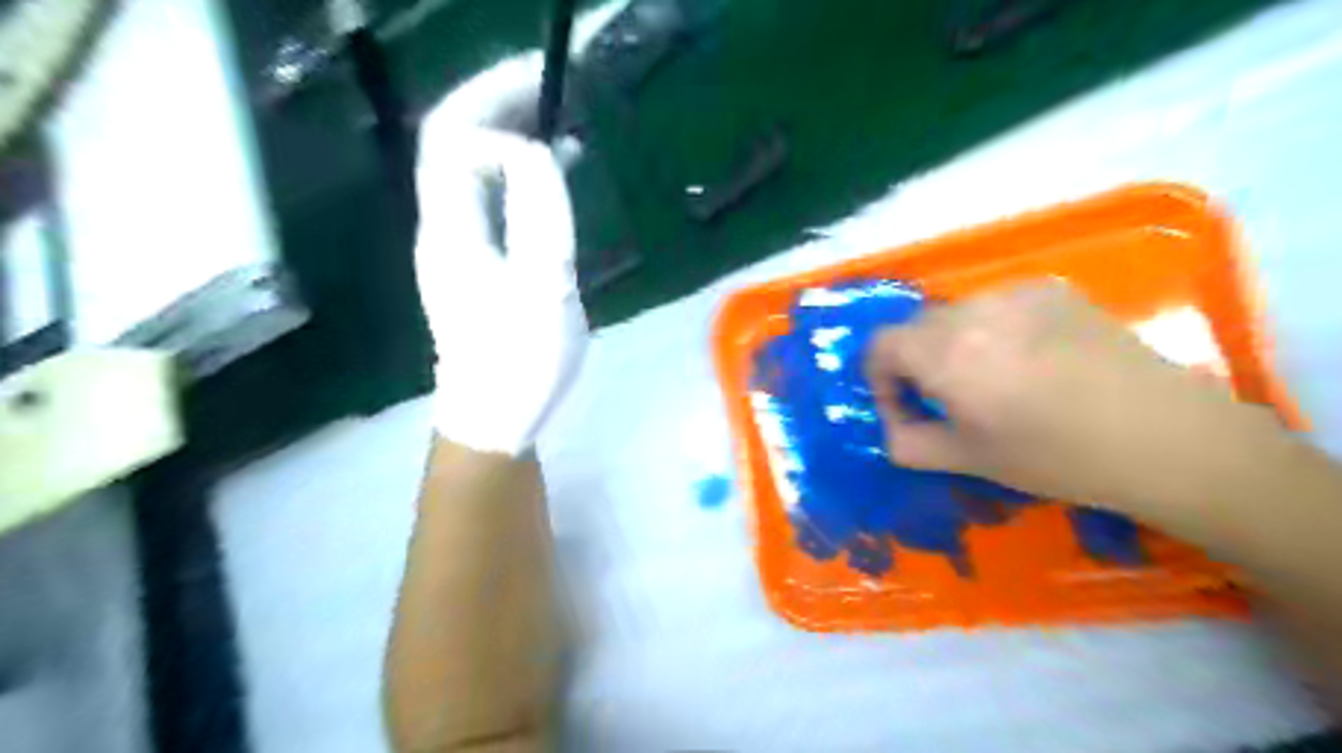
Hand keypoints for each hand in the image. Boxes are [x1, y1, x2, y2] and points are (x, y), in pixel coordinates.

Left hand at [414, 56, 587, 455]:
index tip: (546, 95)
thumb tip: (533, 152)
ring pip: (466, 168)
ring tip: (552, 119)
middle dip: (493, 102)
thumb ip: (539, 216)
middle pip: (450, 143)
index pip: (450, 137)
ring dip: (503, 132)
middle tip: (547, 87)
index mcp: (452, 228)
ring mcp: (454, 245)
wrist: (493, 417)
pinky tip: (546, 175)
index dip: (490, 100)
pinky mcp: (473, 263)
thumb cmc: (520, 361)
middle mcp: (442, 227)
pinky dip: (512, 169)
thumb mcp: (543, 289)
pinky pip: (485, 195)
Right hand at [864, 281, 1271, 515]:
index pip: (879, 346)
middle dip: (916, 364)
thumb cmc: (1055, 457)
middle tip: (947, 402)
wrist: (1164, 436)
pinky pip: (997, 306)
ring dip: (953, 345)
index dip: (880, 380)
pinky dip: (993, 330)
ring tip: (992, 381)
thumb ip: (907, 443)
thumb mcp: (966, 460)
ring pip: (956, 314)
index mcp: (943, 353)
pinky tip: (1030, 362)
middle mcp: (971, 311)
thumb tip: (891, 427)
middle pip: (916, 328)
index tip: (907, 411)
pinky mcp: (1053, 290)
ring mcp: (1015, 293)